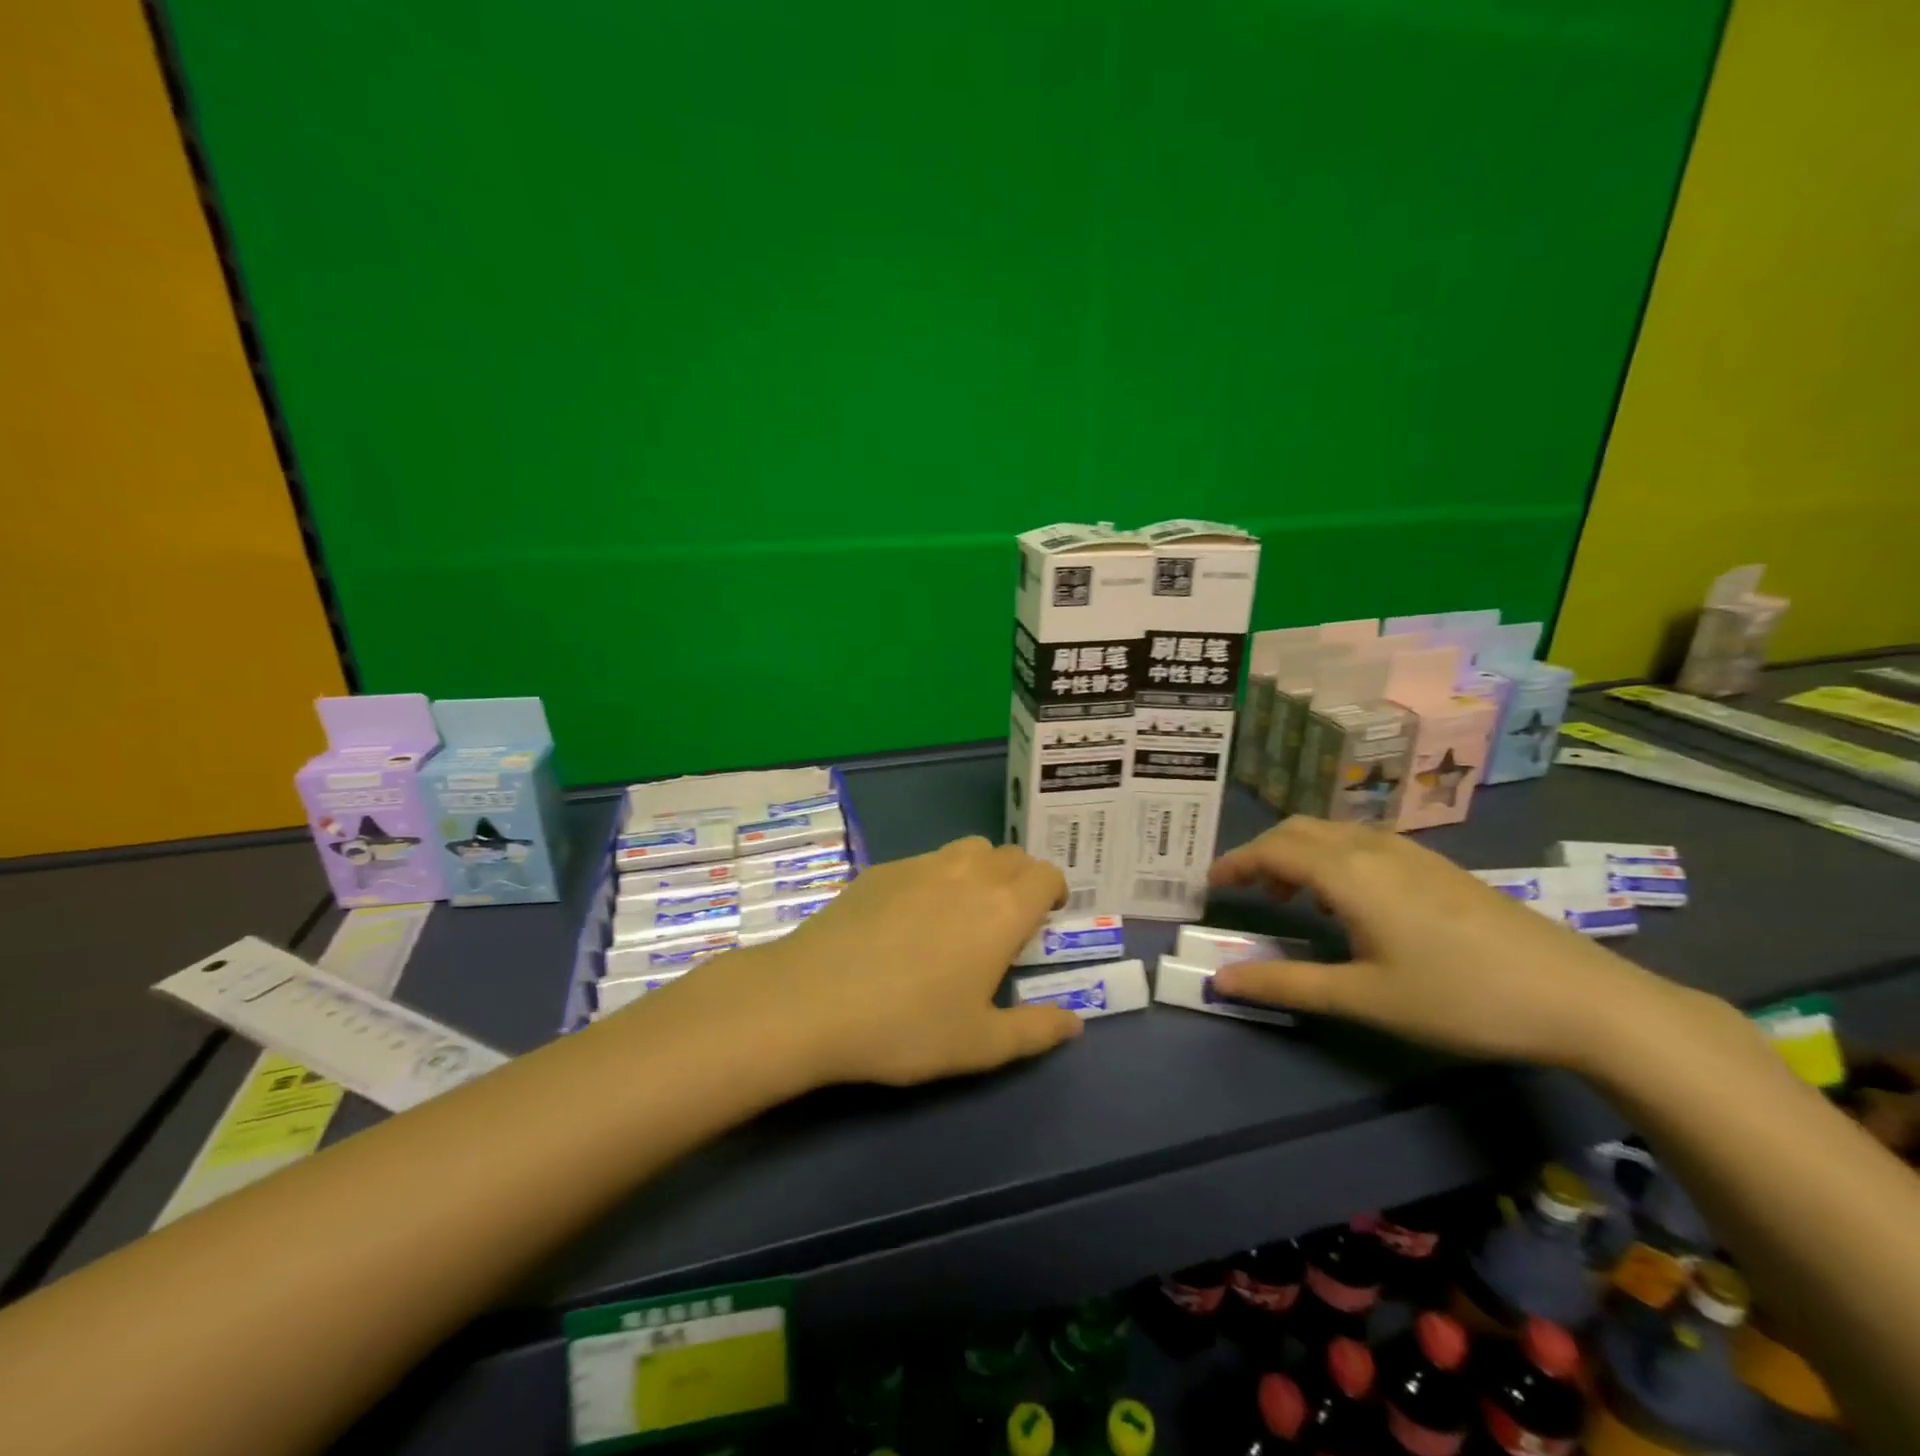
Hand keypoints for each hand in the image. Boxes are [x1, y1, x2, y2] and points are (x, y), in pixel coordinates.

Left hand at [658, 837, 1081, 1088]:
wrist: (811, 1000)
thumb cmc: (906, 1026)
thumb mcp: (980, 1044)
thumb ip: (1036, 1031)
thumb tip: (1075, 1022)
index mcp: (1003, 908)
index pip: (1046, 875)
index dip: (1053, 892)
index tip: (1045, 920)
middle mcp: (968, 873)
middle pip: (1011, 855)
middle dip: (1021, 880)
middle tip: (1007, 922)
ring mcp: (920, 865)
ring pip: (969, 849)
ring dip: (981, 870)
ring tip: (964, 912)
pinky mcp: (880, 870)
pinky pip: (926, 861)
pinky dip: (937, 877)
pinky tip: (911, 918)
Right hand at [1206, 817, 1709, 1070]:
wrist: (1580, 997)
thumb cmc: (1460, 997)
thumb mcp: (1364, 998)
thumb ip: (1286, 984)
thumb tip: (1219, 978)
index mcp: (1349, 873)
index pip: (1273, 850)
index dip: (1235, 862)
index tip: (1210, 884)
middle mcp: (1374, 848)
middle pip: (1299, 830)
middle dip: (1263, 852)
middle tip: (1245, 890)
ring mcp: (1411, 853)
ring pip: (1333, 833)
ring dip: (1298, 853)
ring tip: (1290, 897)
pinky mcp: (1438, 866)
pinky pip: (1363, 843)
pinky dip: (1332, 858)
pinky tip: (1349, 900)